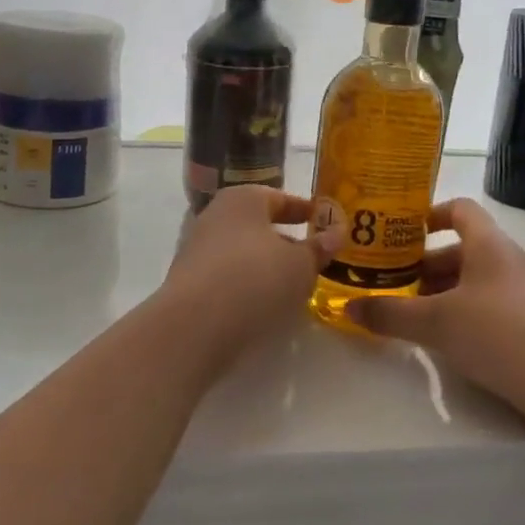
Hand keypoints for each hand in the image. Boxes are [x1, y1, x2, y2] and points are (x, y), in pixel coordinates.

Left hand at [159, 186, 339, 360]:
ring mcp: (197, 248)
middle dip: (286, 239)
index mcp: (243, 199)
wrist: (195, 326)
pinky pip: (227, 276)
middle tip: (313, 257)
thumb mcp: (301, 264)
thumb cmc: (256, 279)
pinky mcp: (188, 281)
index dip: (306, 211)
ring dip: (266, 264)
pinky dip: (247, 284)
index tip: (325, 222)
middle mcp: (215, 215)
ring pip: (242, 251)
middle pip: (258, 224)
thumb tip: (336, 233)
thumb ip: (319, 248)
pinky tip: (264, 304)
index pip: (281, 198)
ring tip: (293, 286)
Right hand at [346, 198, 524, 432]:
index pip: (460, 209)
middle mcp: (508, 261)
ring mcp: (524, 293)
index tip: (403, 231)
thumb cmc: (497, 333)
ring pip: (476, 280)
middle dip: (428, 264)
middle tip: (396, 283)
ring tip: (414, 313)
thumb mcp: (435, 323)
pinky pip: (491, 306)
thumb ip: (390, 314)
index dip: (431, 214)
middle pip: (463, 249)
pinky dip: (465, 313)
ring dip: (445, 292)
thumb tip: (349, 308)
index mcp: (488, 245)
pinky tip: (447, 339)